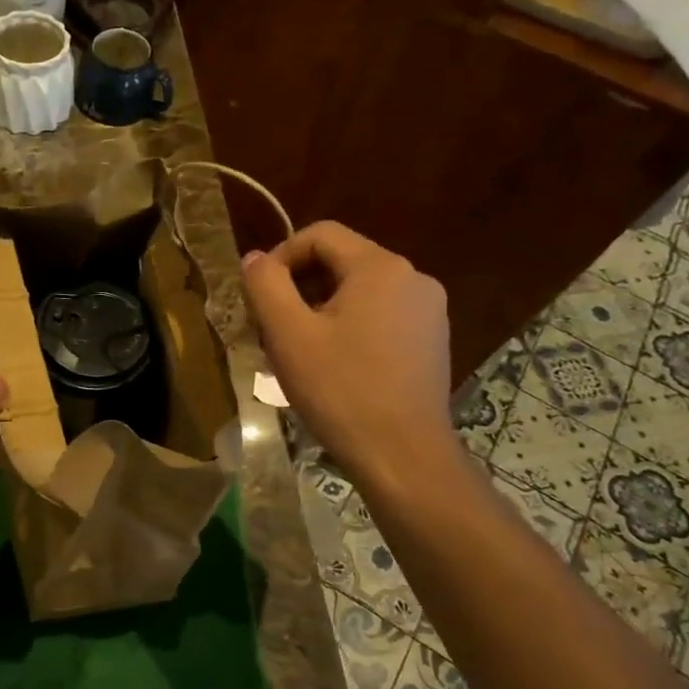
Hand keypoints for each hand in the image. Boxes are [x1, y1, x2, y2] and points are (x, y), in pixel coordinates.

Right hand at [242, 222, 456, 484]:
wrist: (402, 454)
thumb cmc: (340, 390)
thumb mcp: (289, 334)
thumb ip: (265, 286)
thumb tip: (255, 258)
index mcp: (380, 267)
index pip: (321, 234)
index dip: (281, 256)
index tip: (258, 295)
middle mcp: (414, 278)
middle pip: (342, 262)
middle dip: (299, 288)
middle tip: (271, 328)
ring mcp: (429, 311)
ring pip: (361, 293)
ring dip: (322, 310)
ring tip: (298, 352)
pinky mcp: (432, 341)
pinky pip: (381, 317)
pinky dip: (350, 328)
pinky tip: (334, 367)